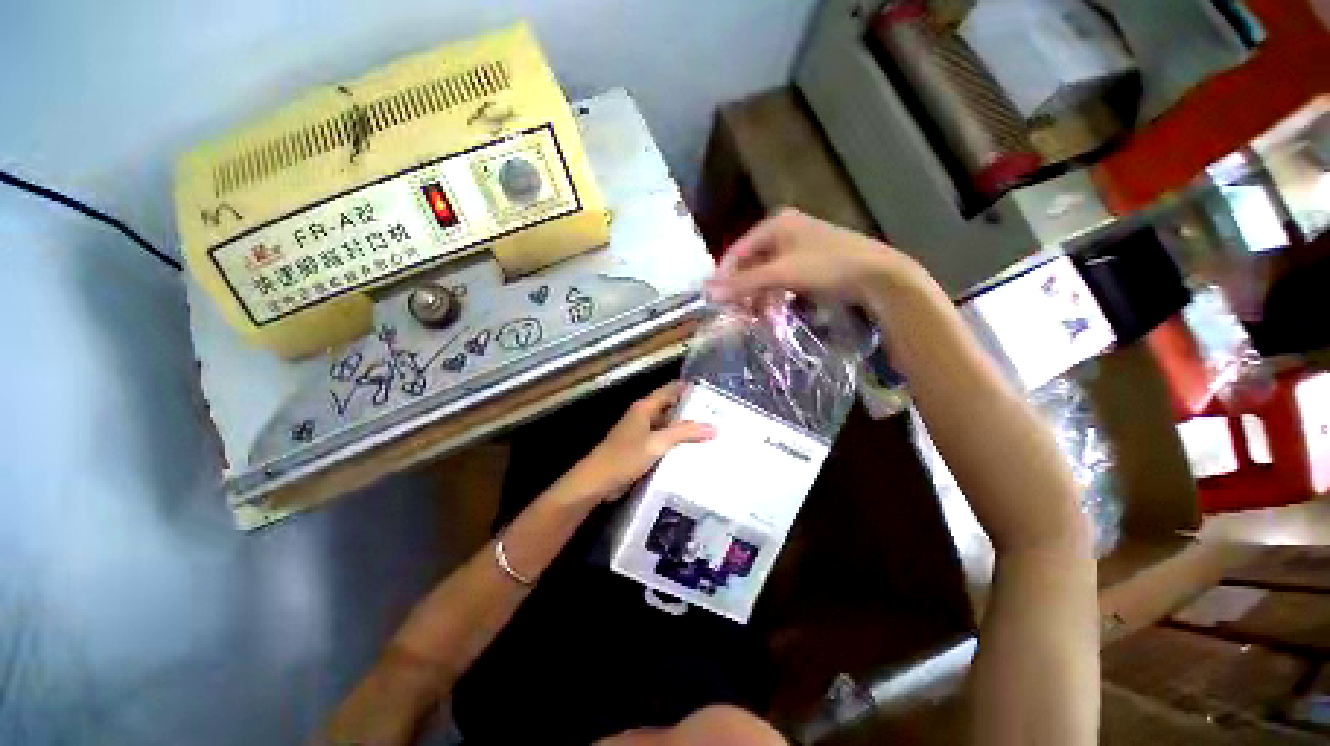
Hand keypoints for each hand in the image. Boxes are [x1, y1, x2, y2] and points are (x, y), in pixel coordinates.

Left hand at [569, 382, 715, 502]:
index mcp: (645, 407)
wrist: (597, 482)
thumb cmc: (624, 457)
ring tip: (712, 434)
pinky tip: (694, 452)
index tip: (713, 393)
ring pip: (669, 426)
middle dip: (692, 411)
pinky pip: (664, 442)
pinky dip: (677, 444)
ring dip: (685, 430)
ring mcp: (642, 434)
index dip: (690, 388)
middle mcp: (644, 416)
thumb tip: (714, 427)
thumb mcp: (657, 443)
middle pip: (671, 408)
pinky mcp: (642, 450)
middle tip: (718, 416)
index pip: (671, 390)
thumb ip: (684, 433)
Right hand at [705, 208, 914, 306]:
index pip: (737, 251)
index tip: (717, 301)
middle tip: (737, 313)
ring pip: (765, 274)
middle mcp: (784, 231)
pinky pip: (780, 280)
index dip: (725, 276)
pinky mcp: (808, 264)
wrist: (878, 276)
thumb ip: (743, 284)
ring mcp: (797, 247)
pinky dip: (773, 296)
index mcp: (775, 224)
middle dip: (743, 289)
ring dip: (757, 296)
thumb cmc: (827, 267)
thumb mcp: (781, 275)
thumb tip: (707, 292)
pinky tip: (772, 312)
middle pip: (751, 263)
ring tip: (754, 317)